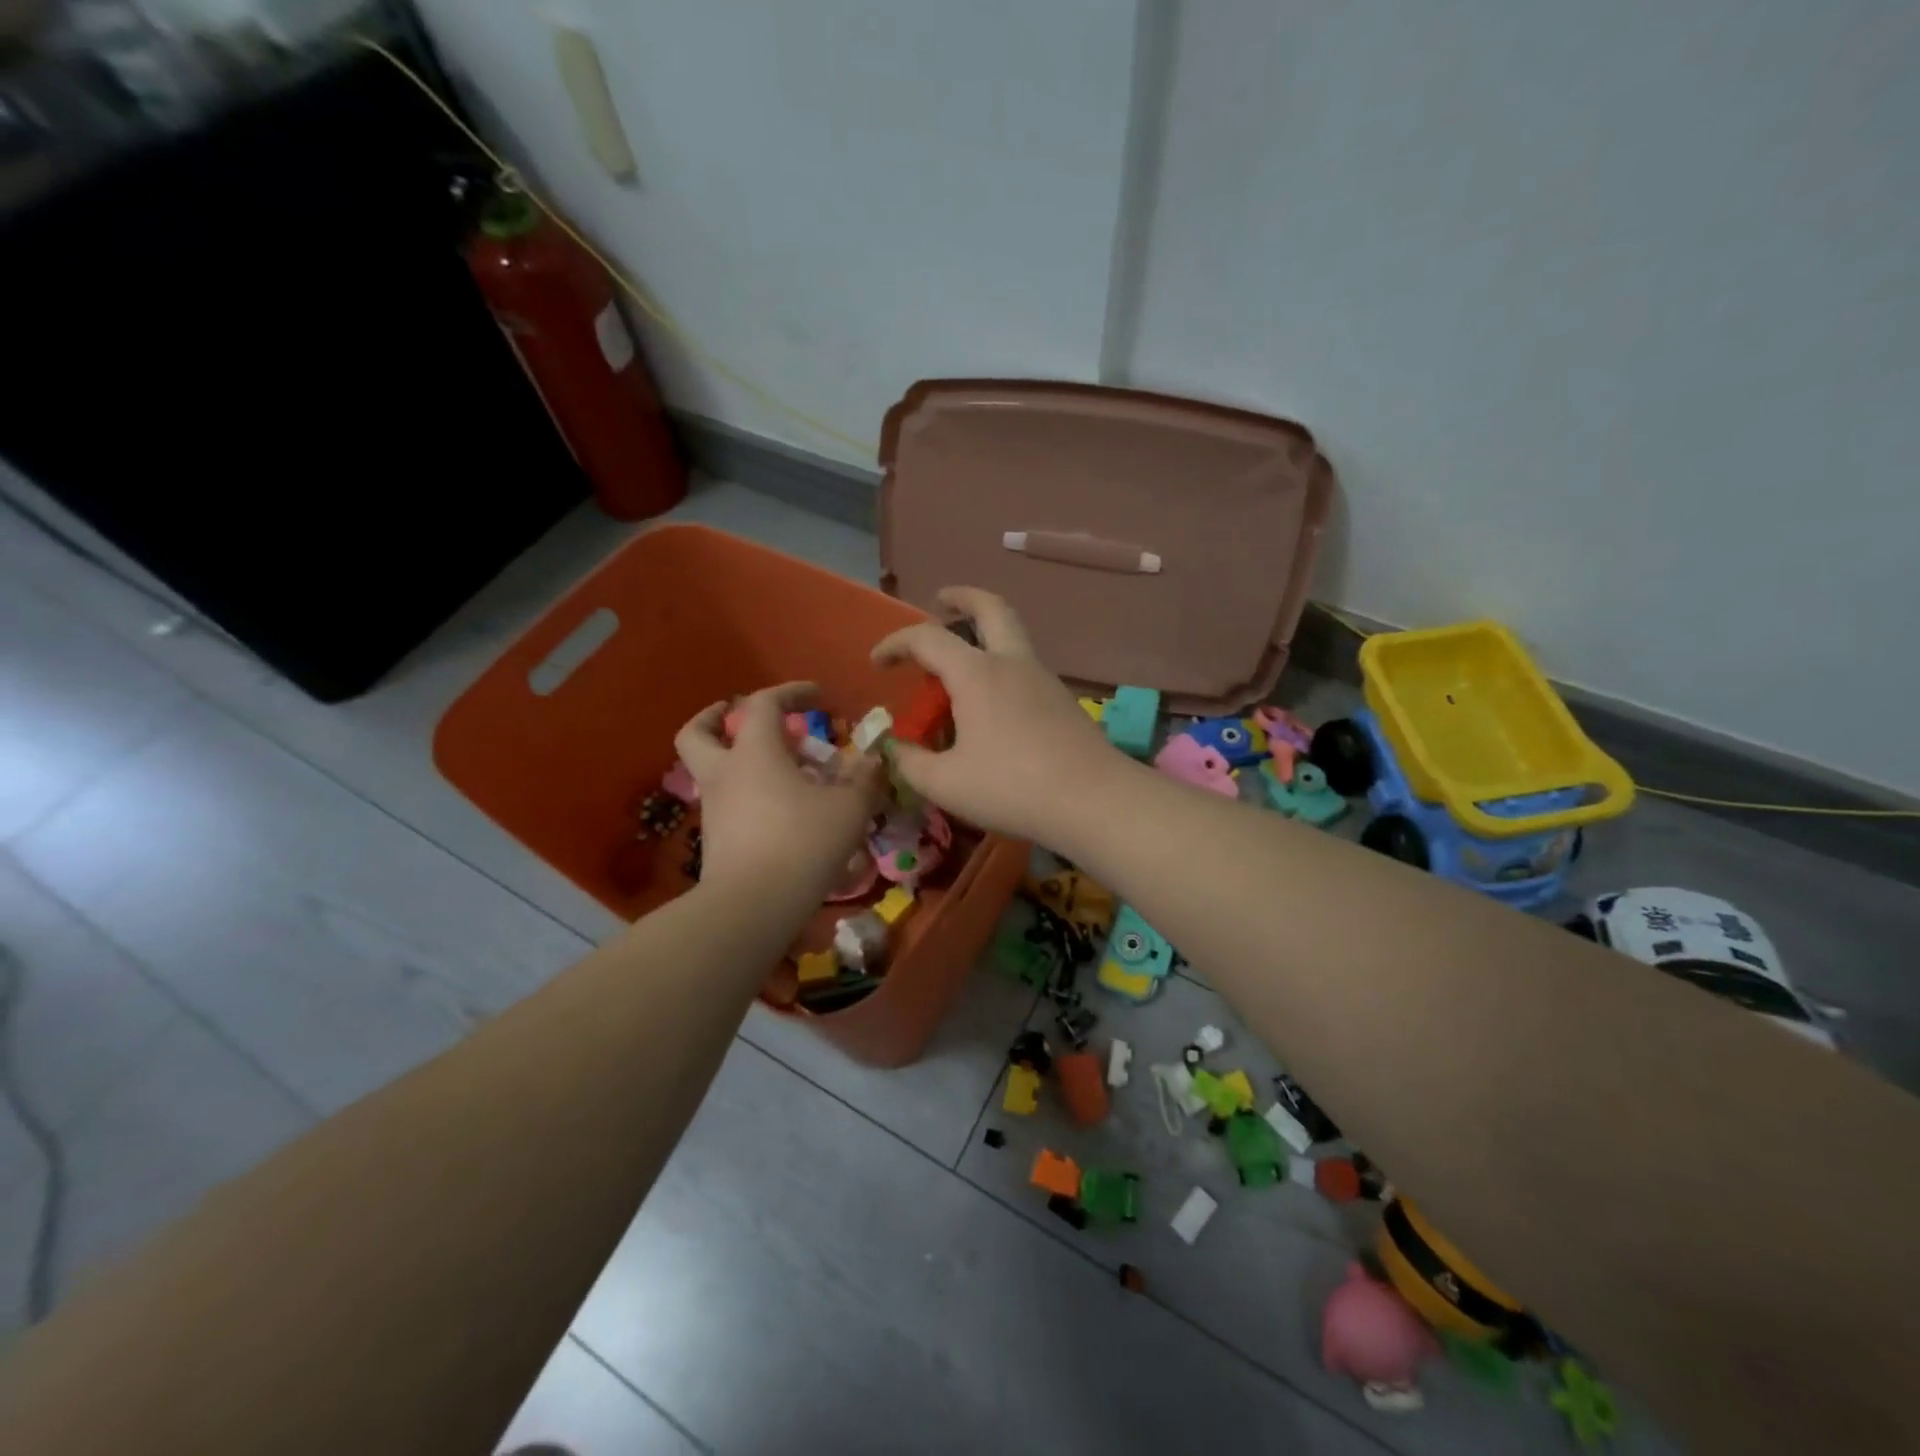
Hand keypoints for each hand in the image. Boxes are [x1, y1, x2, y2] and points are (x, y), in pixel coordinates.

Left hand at [674, 683, 883, 902]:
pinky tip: (779, 811)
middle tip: (742, 718)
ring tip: (779, 772)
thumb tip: (873, 761)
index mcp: (754, 752)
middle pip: (699, 733)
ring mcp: (714, 808)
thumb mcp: (849, 808)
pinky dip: (746, 795)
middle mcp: (724, 773)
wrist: (752, 907)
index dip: (790, 692)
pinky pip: (726, 803)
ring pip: (712, 770)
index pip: (762, 703)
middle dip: (717, 718)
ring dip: (736, 760)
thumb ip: (864, 780)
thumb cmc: (802, 843)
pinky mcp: (715, 840)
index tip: (818, 697)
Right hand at [871, 587, 1124, 843]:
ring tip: (961, 663)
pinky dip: (1002, 666)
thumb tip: (897, 749)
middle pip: (990, 607)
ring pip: (1013, 636)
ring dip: (984, 634)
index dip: (896, 643)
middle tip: (942, 600)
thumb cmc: (1011, 787)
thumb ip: (911, 763)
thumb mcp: (945, 783)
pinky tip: (993, 703)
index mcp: (977, 674)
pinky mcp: (1063, 701)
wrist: (1093, 800)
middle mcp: (1012, 663)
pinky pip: (1025, 667)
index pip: (927, 638)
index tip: (877, 662)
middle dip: (962, 597)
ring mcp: (1043, 679)